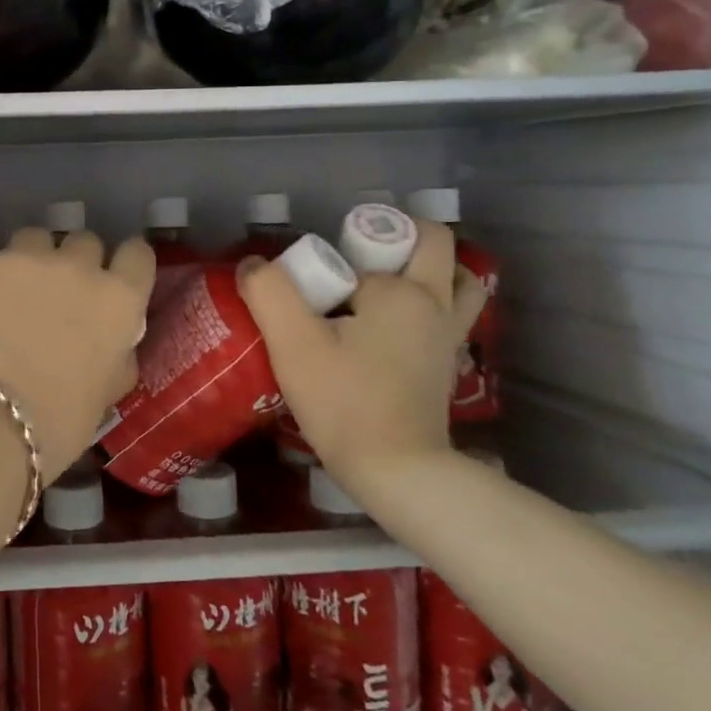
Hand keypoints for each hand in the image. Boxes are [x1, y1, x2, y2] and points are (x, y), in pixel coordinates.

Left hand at [0, 229, 154, 476]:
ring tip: (10, 296)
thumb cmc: (57, 423)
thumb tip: (113, 341)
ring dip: (29, 261)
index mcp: (118, 299)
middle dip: (75, 262)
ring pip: (33, 239)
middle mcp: (77, 265)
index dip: (125, 265)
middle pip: (84, 242)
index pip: (137, 254)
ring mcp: (23, 258)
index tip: (114, 278)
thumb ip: (117, 353)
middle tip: (58, 296)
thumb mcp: (107, 392)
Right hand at [239, 218, 486, 473]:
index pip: (357, 256)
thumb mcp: (292, 343)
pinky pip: (452, 315)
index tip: (304, 291)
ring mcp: (449, 336)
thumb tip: (252, 264)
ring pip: (458, 280)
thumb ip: (269, 292)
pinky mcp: (449, 365)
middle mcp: (436, 304)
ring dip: (431, 268)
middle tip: (354, 260)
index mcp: (402, 291)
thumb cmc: (345, 402)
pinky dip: (433, 304)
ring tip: (388, 279)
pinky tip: (396, 323)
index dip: (328, 265)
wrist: (397, 472)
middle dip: (397, 238)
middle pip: (433, 245)